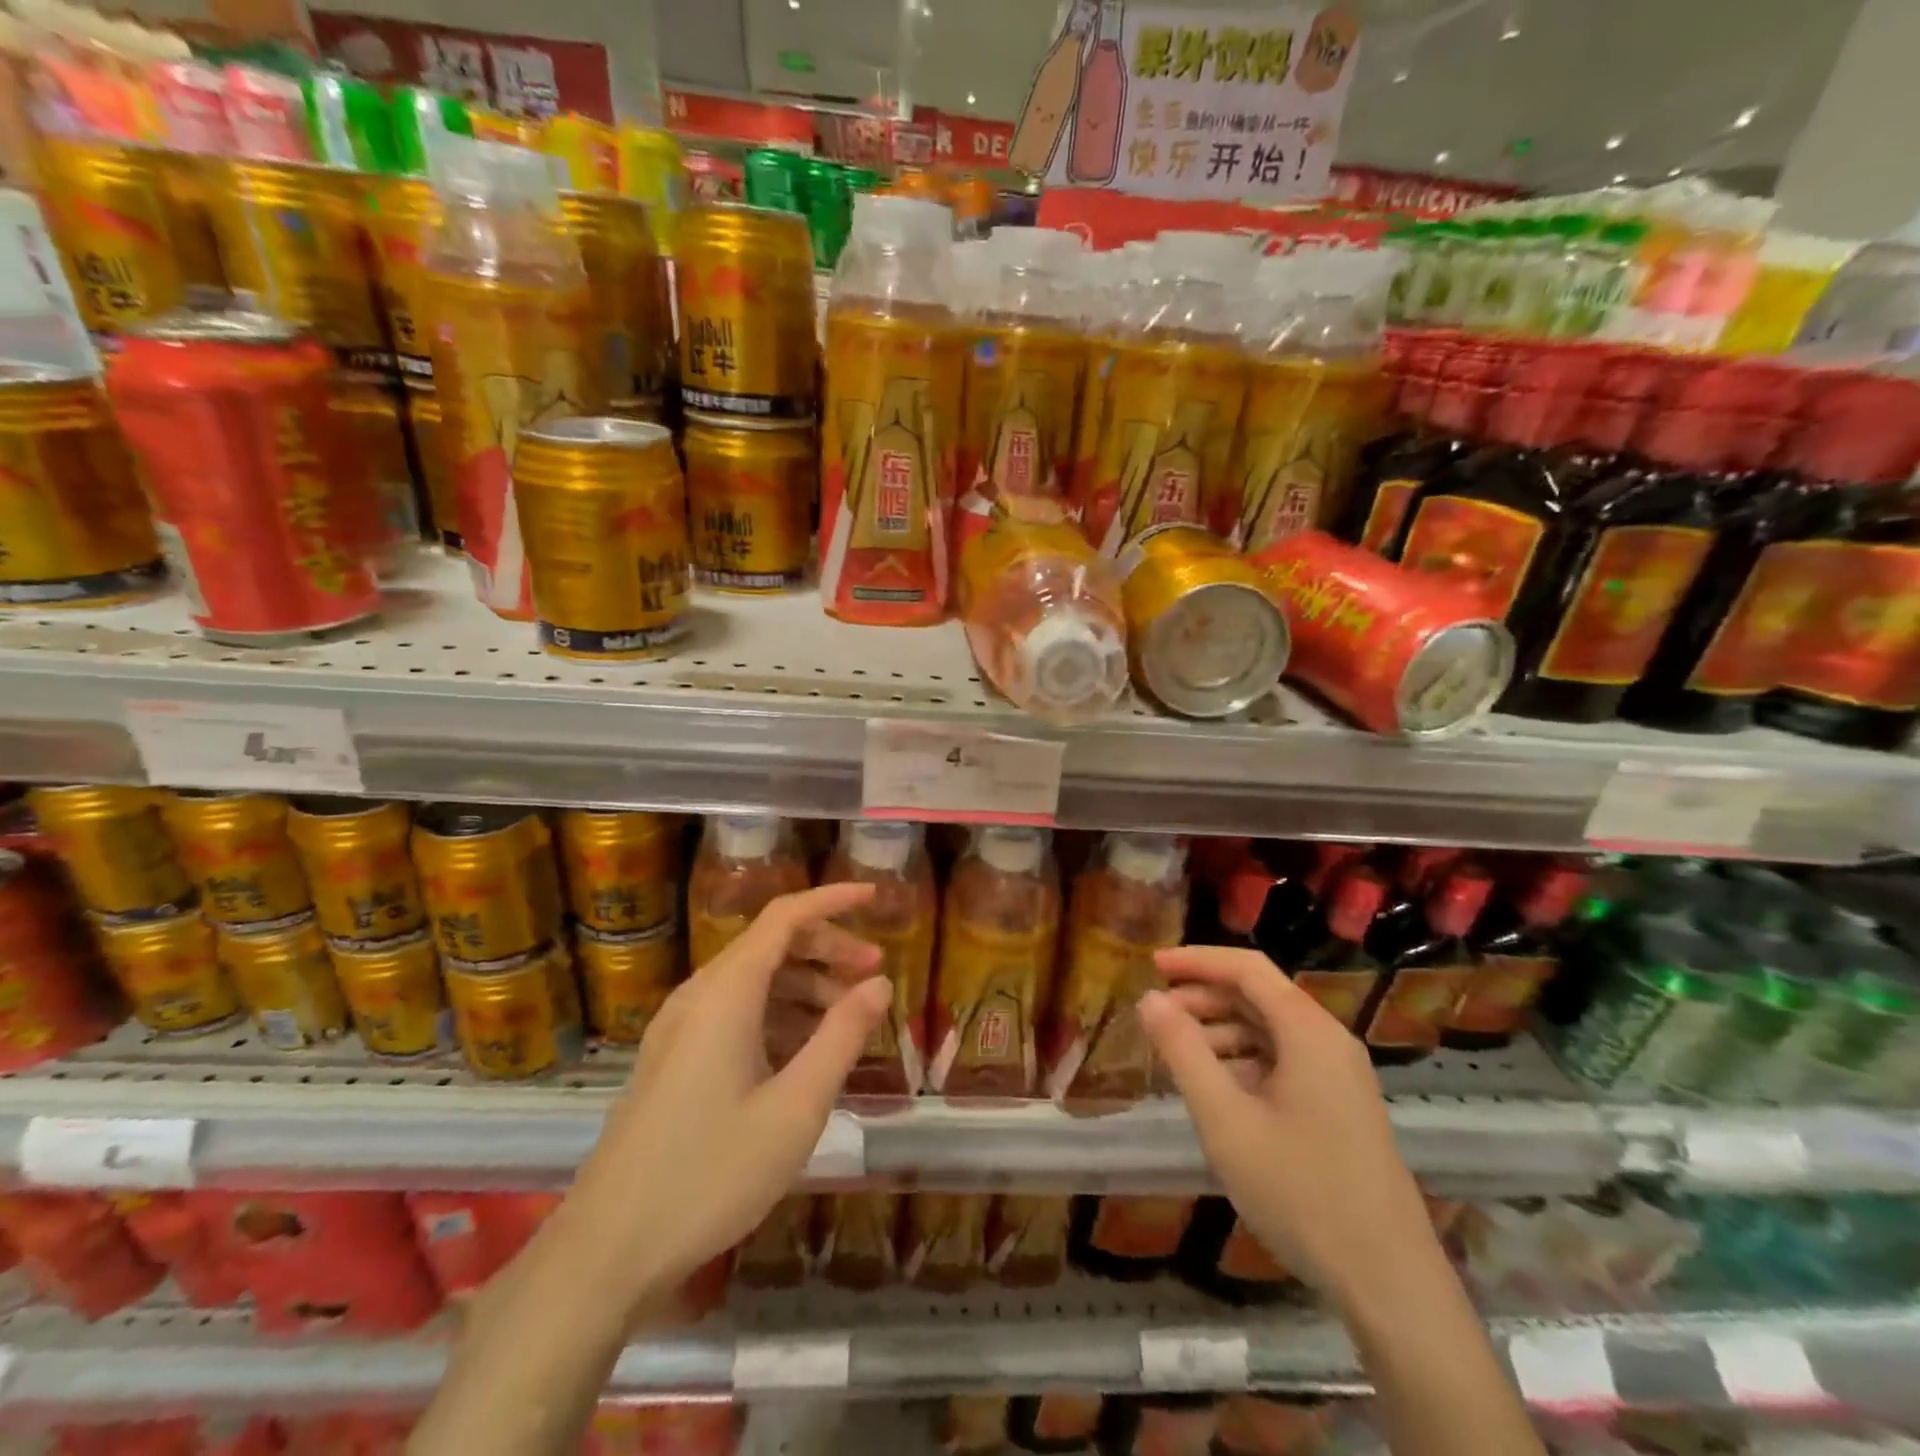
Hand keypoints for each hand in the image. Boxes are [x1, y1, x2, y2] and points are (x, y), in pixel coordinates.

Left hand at [568, 883, 891, 1301]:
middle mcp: (699, 996)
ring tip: (848, 1020)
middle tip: (874, 975)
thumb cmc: (711, 1174)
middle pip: (770, 945)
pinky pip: (734, 1014)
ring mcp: (680, 1029)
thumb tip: (879, 984)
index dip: (832, 900)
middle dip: (827, 949)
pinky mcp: (672, 1060)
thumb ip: (841, 1037)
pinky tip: (803, 1054)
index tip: (875, 896)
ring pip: (753, 982)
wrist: (606, 1251)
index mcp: (726, 993)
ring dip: (805, 987)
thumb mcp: (795, 1107)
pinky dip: (777, 1016)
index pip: (785, 917)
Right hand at [1138, 946, 1439, 1310]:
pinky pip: (1284, 1062)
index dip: (1197, 959)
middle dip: (1204, 998)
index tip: (1151, 964)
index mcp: (1309, 1031)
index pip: (1247, 968)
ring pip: (1270, 1031)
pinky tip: (1216, 1091)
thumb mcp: (1225, 1120)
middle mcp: (1329, 1041)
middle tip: (1157, 1016)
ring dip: (1221, 1032)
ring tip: (1177, 1056)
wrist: (1389, 1285)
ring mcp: (1340, 1076)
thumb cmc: (1300, 1192)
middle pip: (1259, 996)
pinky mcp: (1340, 1107)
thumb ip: (1183, 1052)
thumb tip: (1150, 999)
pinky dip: (1244, 1062)